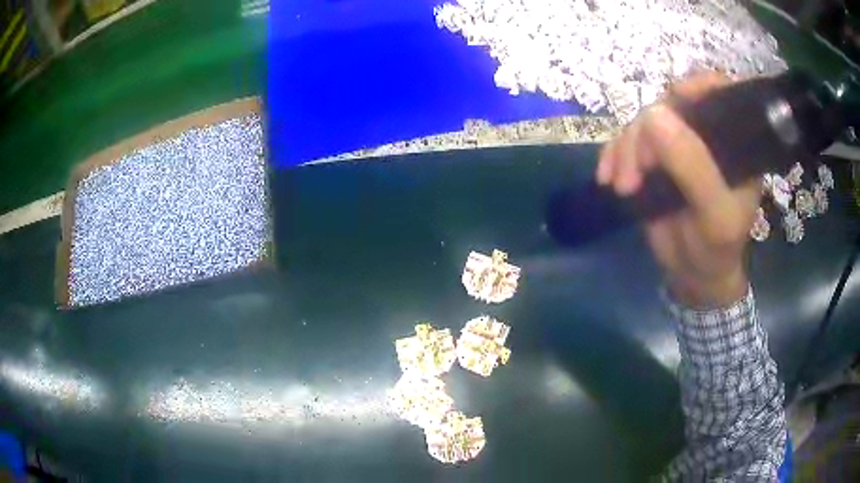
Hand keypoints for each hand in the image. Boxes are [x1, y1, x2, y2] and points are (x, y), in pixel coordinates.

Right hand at [596, 74, 760, 308]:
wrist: (692, 275)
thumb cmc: (714, 249)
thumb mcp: (713, 215)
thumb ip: (694, 168)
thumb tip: (654, 114)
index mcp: (733, 142)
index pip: (718, 93)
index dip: (696, 86)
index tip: (674, 100)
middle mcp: (705, 135)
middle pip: (671, 105)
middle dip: (647, 133)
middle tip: (635, 173)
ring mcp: (677, 144)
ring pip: (644, 122)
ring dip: (626, 149)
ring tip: (622, 186)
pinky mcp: (652, 157)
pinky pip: (626, 140)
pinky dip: (612, 154)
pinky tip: (607, 178)